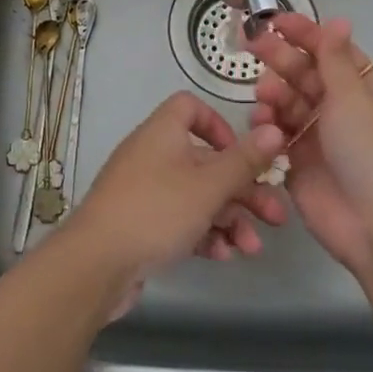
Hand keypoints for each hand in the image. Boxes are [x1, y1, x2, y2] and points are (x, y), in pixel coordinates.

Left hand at [61, 92, 286, 313]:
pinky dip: (203, 234)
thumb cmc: (156, 211)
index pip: (190, 107)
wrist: (96, 264)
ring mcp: (144, 191)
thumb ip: (244, 160)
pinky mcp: (140, 224)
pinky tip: (223, 256)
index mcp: (163, 132)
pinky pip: (179, 219)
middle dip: (242, 189)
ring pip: (196, 196)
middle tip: (275, 217)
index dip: (219, 125)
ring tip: (252, 248)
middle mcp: (152, 155)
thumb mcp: (208, 186)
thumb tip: (276, 128)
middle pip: (205, 161)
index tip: (242, 153)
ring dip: (229, 218)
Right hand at [247, 15, 372, 277]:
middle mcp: (342, 110)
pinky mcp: (299, 165)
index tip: (275, 22)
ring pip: (289, 104)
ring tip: (263, 95)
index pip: (332, 52)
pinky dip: (268, 126)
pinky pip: (278, 136)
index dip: (305, 35)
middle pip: (306, 75)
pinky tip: (260, 122)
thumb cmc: (372, 152)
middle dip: (281, 59)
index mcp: (365, 90)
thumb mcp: (355, 98)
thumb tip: (339, 19)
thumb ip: (336, 60)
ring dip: (274, 93)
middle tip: (253, 45)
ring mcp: (319, 138)